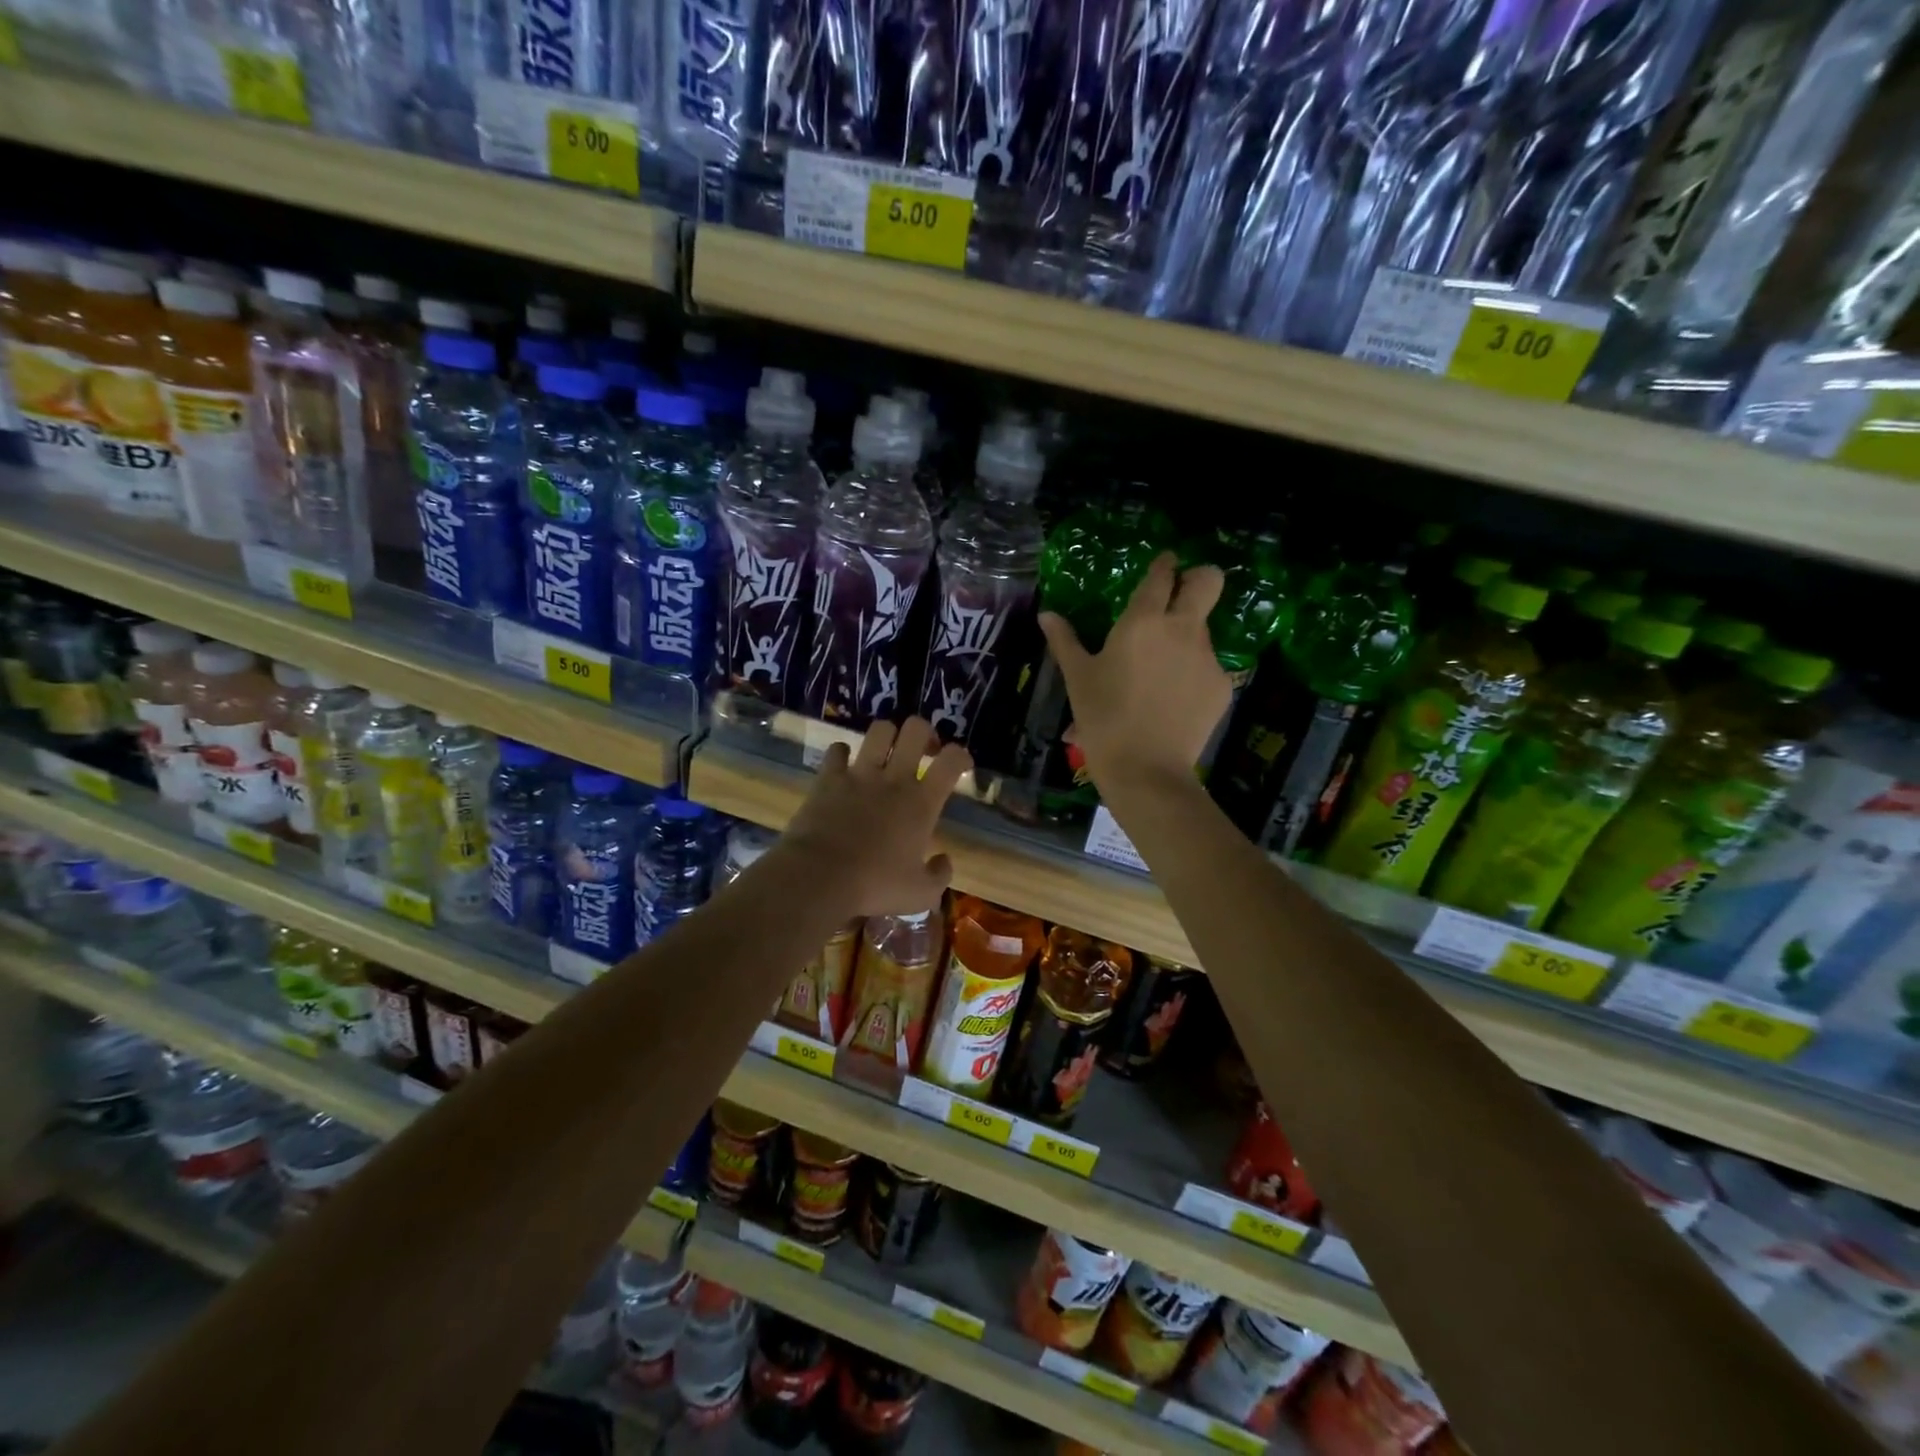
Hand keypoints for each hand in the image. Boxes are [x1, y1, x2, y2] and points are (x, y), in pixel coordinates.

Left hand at [782, 717, 970, 916]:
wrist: (819, 877)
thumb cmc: (874, 886)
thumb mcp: (920, 895)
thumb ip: (940, 876)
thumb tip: (944, 860)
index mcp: (922, 803)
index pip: (952, 760)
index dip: (962, 755)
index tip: (961, 765)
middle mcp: (894, 779)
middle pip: (916, 729)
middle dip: (924, 733)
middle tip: (923, 751)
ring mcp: (859, 774)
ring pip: (880, 729)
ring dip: (887, 736)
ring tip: (886, 752)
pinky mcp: (828, 778)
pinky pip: (837, 749)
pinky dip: (843, 753)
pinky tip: (845, 766)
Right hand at [1040, 552, 1230, 790]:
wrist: (1146, 770)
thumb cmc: (1104, 719)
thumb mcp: (1078, 679)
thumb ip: (1065, 641)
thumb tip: (1047, 614)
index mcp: (1143, 621)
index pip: (1162, 575)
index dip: (1164, 564)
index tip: (1163, 564)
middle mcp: (1183, 629)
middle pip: (1209, 581)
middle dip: (1199, 577)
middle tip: (1181, 593)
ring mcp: (1208, 658)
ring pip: (1204, 630)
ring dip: (1186, 637)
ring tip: (1160, 671)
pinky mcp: (1222, 686)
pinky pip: (1208, 667)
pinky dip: (1192, 675)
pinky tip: (1172, 700)